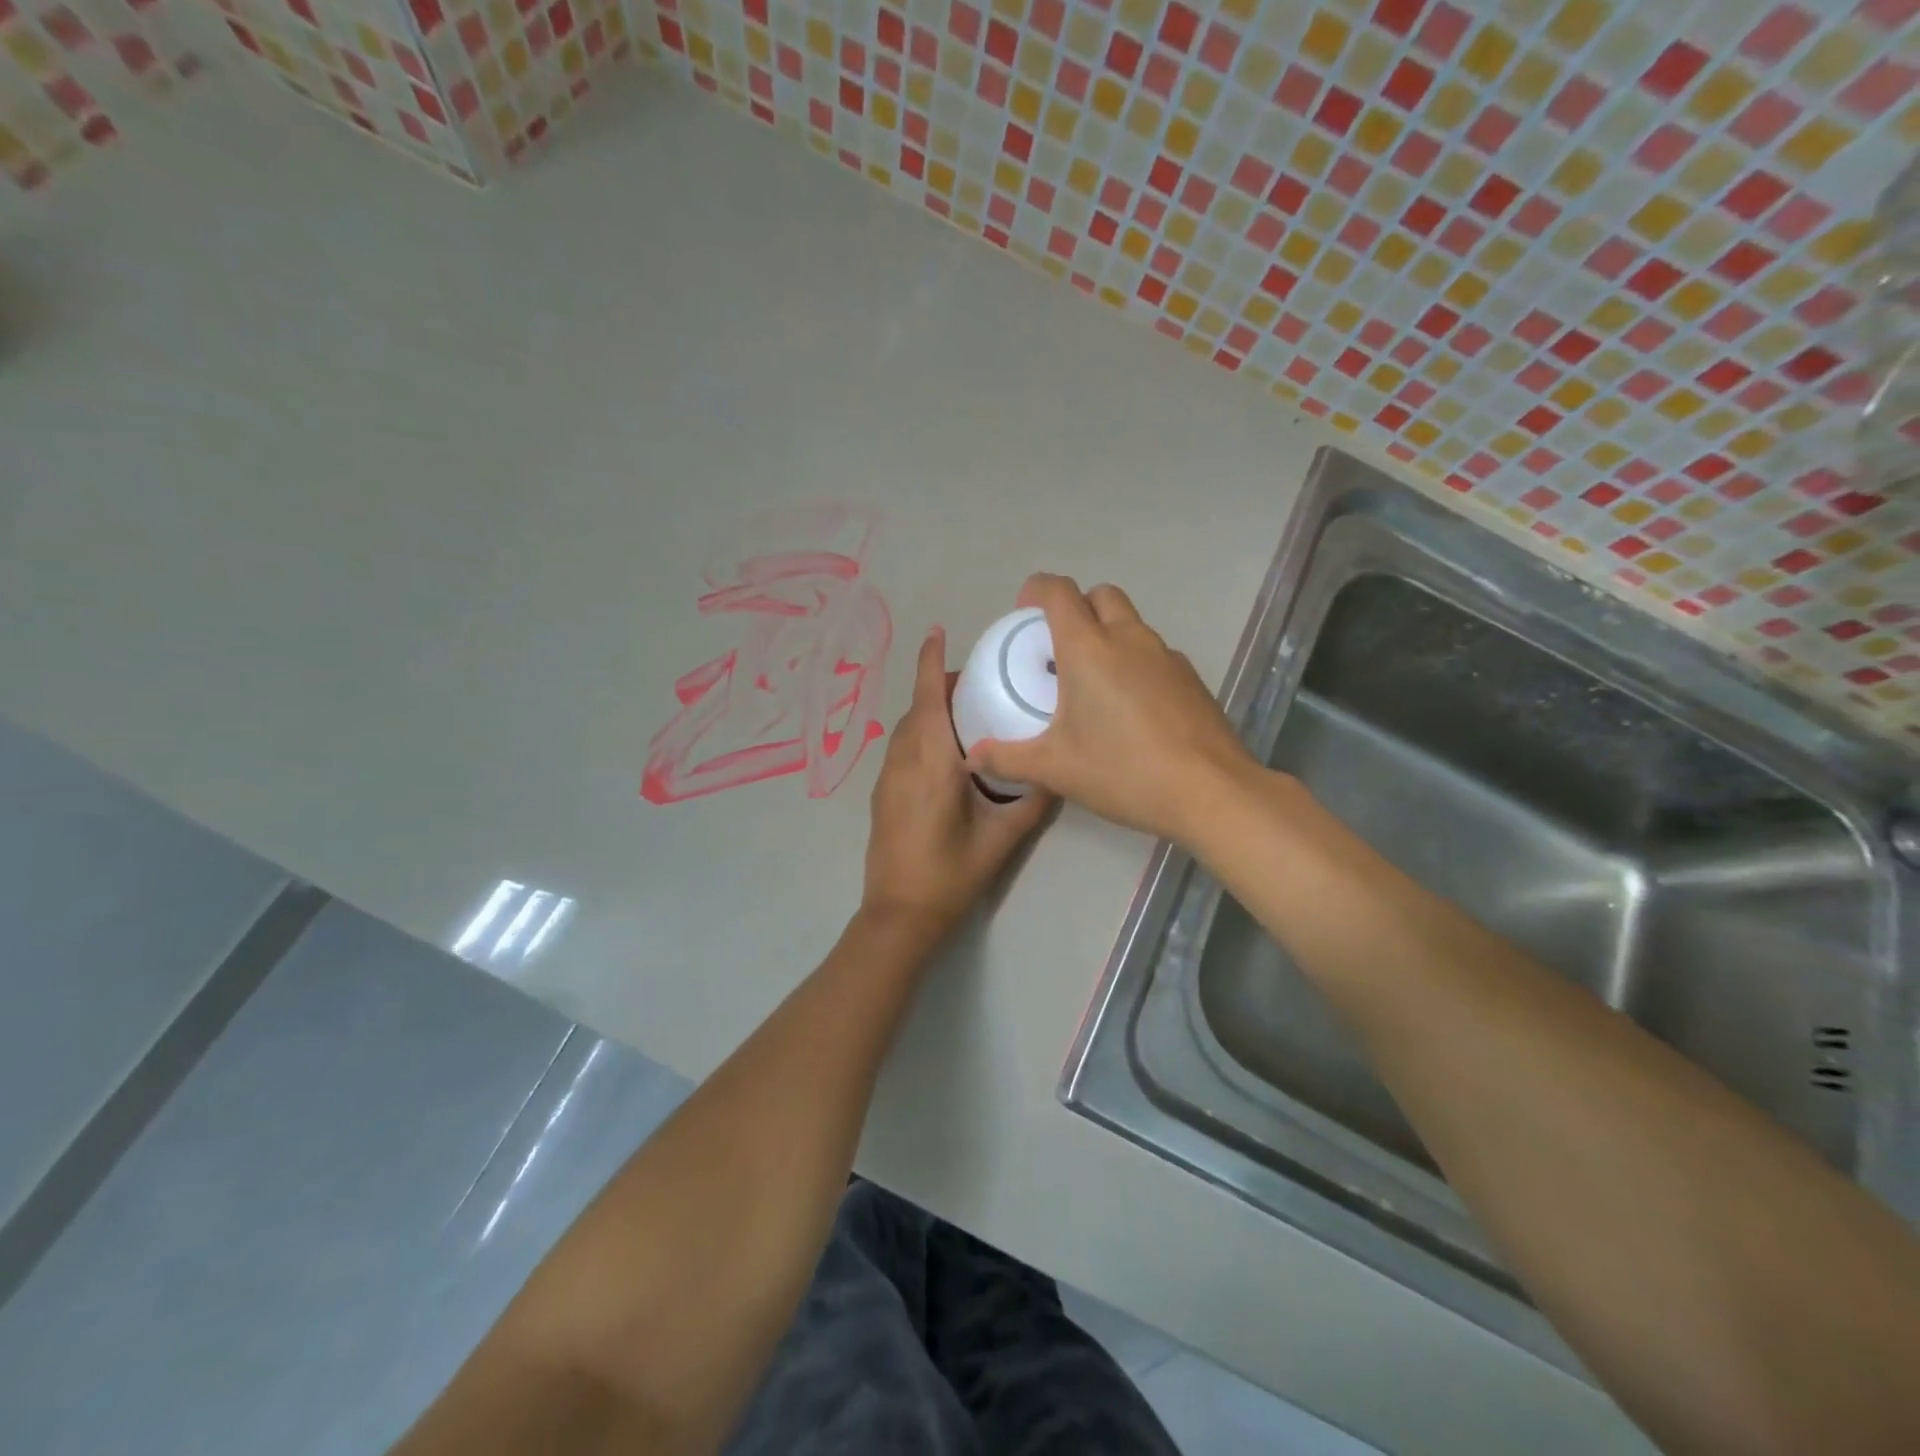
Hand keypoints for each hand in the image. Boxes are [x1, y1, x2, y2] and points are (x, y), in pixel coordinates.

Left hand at [861, 626, 1052, 942]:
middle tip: (981, 684)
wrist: (899, 914)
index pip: (928, 697)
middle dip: (941, 686)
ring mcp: (887, 777)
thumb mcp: (1002, 837)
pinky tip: (948, 753)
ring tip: (968, 715)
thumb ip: (1032, 800)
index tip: (938, 631)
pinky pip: (902, 747)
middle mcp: (903, 760)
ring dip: (930, 711)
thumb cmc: (951, 873)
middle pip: (918, 707)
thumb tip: (1054, 772)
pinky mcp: (882, 794)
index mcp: (931, 761)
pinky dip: (922, 733)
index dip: (931, 661)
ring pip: (907, 728)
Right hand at [966, 574, 1255, 843]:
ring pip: (1131, 622)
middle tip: (1059, 648)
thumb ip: (1008, 759)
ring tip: (1093, 682)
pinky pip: (1154, 652)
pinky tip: (1132, 707)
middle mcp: (1129, 639)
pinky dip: (1135, 661)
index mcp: (1089, 649)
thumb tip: (971, 757)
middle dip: (1076, 607)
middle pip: (1100, 595)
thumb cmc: (1124, 772)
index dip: (1036, 590)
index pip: (1059, 592)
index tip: (1023, 612)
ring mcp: (1166, 655)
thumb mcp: (1056, 769)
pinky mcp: (1190, 677)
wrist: (1210, 791)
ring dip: (1107, 633)